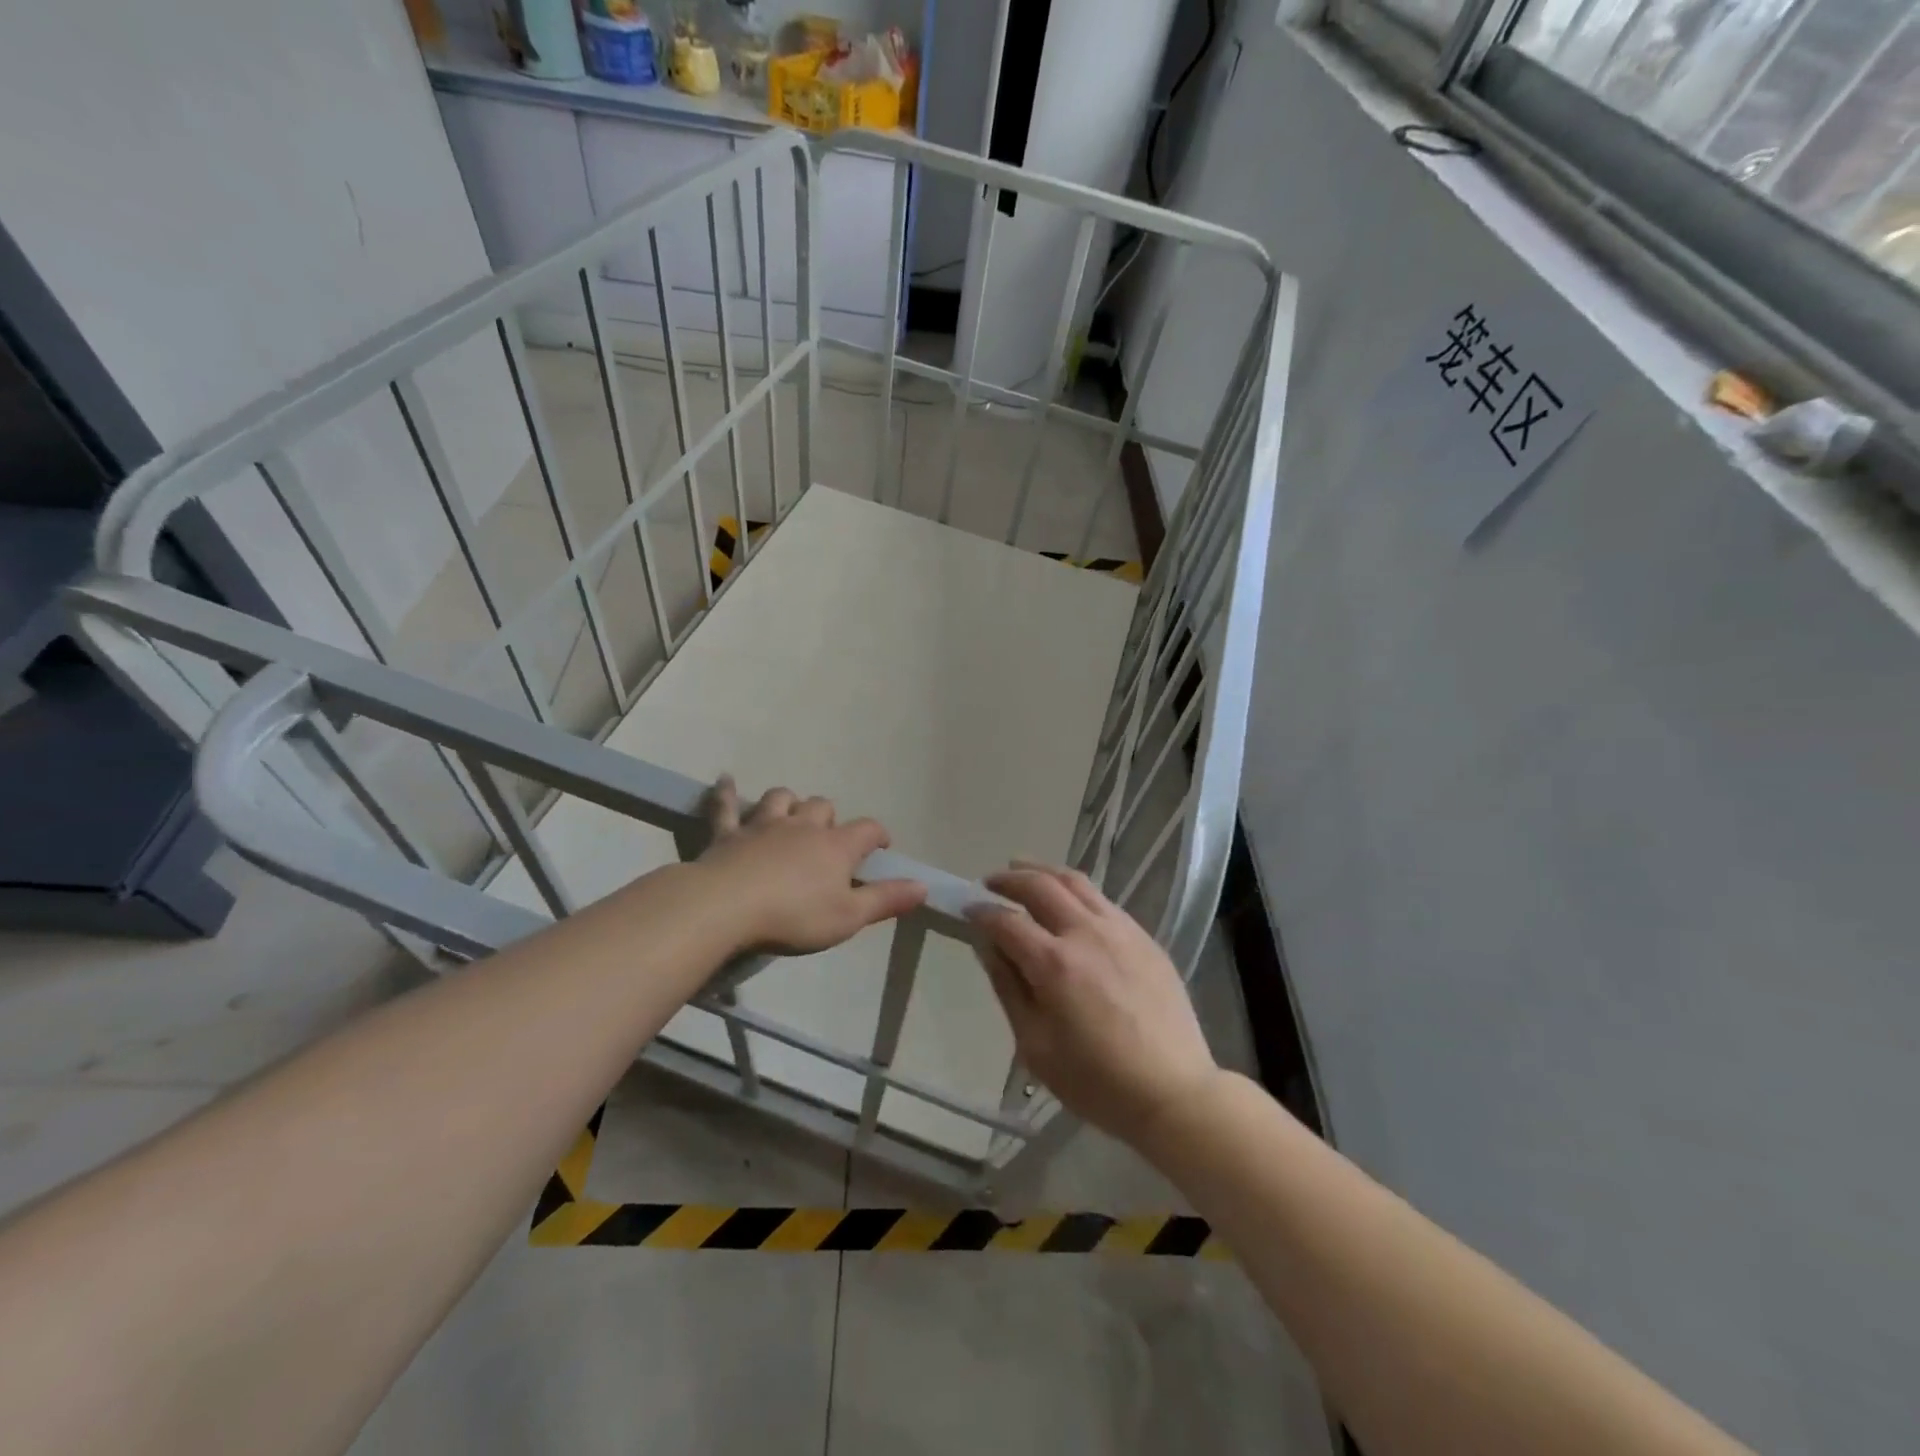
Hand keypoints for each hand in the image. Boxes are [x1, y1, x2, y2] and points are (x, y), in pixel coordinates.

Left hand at [697, 776, 927, 954]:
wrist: (726, 908)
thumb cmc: (794, 916)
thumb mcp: (848, 917)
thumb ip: (886, 899)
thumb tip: (923, 886)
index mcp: (836, 846)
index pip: (867, 829)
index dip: (878, 835)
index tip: (881, 847)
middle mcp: (803, 826)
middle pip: (822, 806)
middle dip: (829, 817)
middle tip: (828, 838)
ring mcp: (763, 826)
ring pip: (781, 798)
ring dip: (788, 802)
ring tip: (789, 813)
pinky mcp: (728, 834)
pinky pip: (726, 806)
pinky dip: (726, 793)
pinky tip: (725, 780)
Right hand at [968, 862, 1220, 1152]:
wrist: (1173, 1091)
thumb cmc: (1095, 1081)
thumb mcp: (1035, 1046)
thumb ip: (1008, 988)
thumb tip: (988, 946)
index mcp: (1054, 964)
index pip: (1007, 922)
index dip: (982, 912)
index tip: (967, 909)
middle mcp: (1086, 933)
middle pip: (1041, 886)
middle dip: (1009, 880)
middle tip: (990, 882)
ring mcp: (1120, 930)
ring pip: (1075, 882)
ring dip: (1043, 871)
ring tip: (1023, 870)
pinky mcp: (1144, 937)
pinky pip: (1103, 899)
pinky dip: (1075, 889)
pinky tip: (1068, 899)